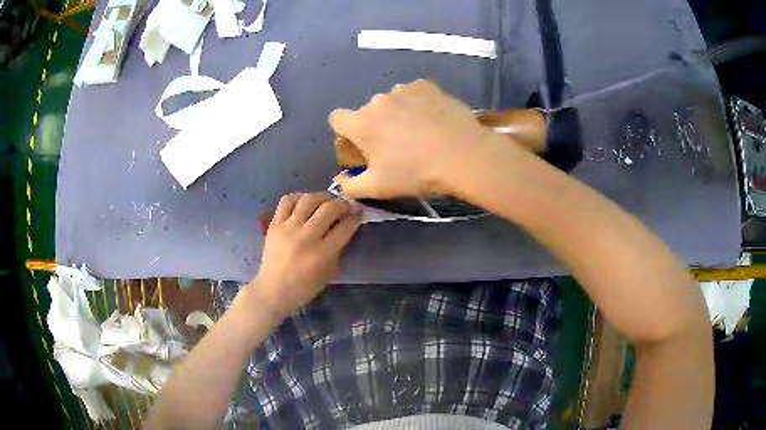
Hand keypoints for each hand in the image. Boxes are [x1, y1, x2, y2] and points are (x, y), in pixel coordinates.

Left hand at [251, 193, 360, 316]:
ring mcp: (288, 228)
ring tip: (326, 201)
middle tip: (345, 206)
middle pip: (329, 208)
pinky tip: (305, 202)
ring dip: (322, 197)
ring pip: (308, 199)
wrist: (273, 289)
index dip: (355, 217)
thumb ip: (338, 248)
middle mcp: (306, 237)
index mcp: (322, 254)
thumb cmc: (304, 287)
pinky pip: (287, 201)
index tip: (358, 213)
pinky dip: (298, 197)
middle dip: (342, 204)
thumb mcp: (329, 272)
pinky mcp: (274, 224)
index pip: (345, 227)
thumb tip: (345, 226)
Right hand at [329, 80, 491, 198]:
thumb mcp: (378, 188)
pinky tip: (433, 119)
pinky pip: (414, 93)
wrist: (462, 155)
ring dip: (398, 112)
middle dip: (377, 125)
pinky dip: (418, 103)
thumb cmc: (416, 173)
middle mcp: (378, 101)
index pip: (337, 118)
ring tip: (420, 131)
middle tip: (398, 145)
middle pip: (368, 111)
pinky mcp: (426, 86)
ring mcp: (403, 90)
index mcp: (362, 123)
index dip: (346, 131)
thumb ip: (350, 186)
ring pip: (392, 101)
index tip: (361, 144)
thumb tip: (340, 179)